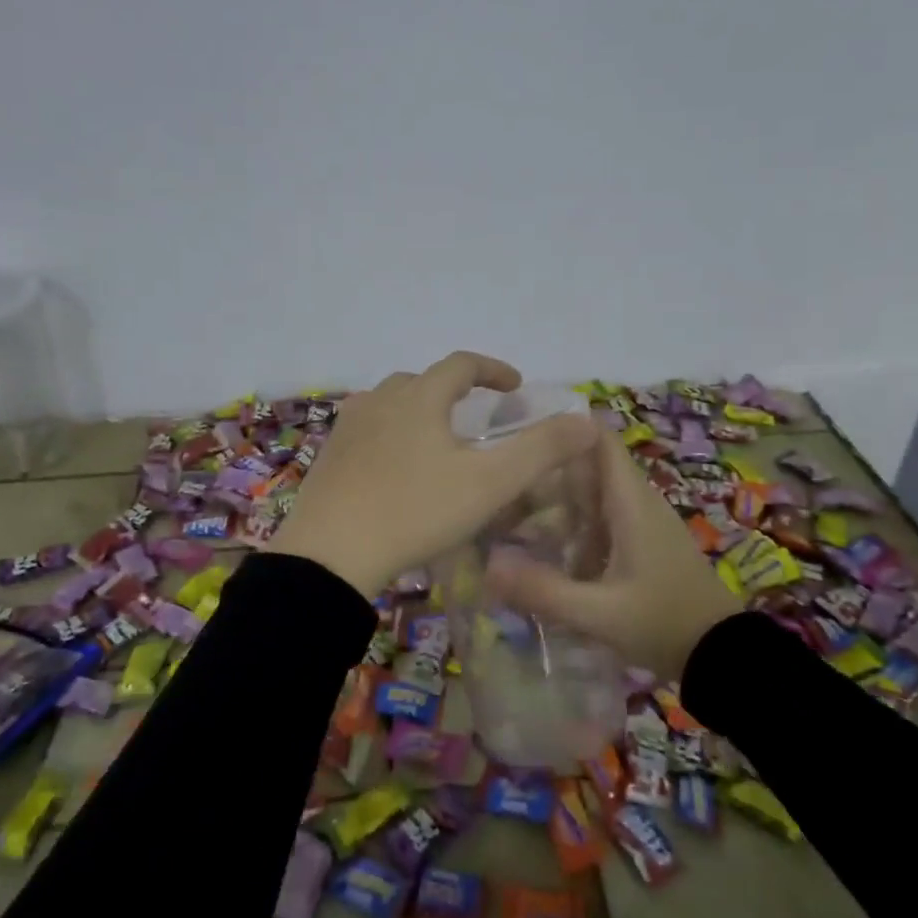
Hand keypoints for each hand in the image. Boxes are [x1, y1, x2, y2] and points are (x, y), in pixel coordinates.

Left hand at [269, 352, 599, 598]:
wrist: (331, 554)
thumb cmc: (416, 511)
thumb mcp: (490, 483)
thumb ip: (542, 449)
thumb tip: (587, 421)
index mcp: (419, 397)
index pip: (462, 364)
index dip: (493, 369)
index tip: (515, 385)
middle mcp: (380, 399)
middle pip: (423, 381)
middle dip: (455, 391)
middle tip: (477, 416)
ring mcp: (348, 426)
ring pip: (391, 404)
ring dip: (420, 410)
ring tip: (438, 440)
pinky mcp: (330, 455)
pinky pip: (369, 429)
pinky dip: (392, 434)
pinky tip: (396, 466)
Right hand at [485, 430, 742, 676]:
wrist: (721, 657)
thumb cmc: (663, 623)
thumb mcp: (598, 613)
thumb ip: (543, 590)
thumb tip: (487, 566)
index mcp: (630, 501)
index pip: (598, 438)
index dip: (562, 427)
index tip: (518, 432)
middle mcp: (636, 501)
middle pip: (588, 464)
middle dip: (546, 468)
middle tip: (499, 480)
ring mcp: (642, 522)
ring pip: (592, 492)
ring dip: (556, 497)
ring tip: (508, 509)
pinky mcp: (642, 543)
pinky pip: (601, 517)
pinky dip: (572, 522)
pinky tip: (542, 545)